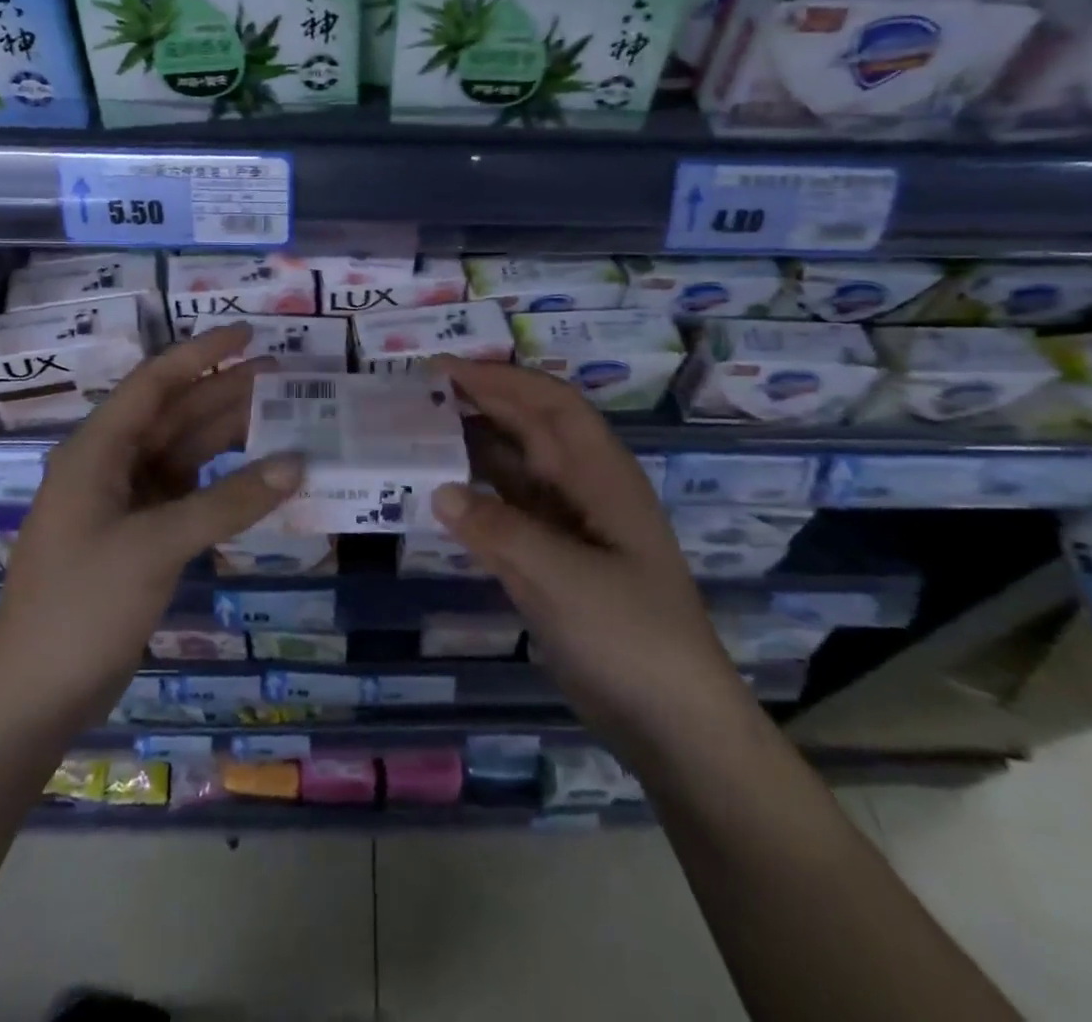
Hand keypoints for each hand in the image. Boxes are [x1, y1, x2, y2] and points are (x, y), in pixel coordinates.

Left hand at [0, 324, 302, 734]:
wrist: (34, 693)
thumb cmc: (82, 605)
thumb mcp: (156, 546)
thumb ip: (228, 501)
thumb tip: (296, 463)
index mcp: (98, 451)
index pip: (155, 383)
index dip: (201, 354)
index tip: (249, 334)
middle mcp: (112, 467)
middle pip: (176, 415)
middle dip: (227, 393)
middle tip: (286, 378)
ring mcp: (126, 504)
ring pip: (186, 454)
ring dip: (230, 437)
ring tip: (285, 420)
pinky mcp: (141, 538)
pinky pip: (191, 494)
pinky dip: (225, 484)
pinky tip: (260, 479)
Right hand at [431, 356, 749, 765]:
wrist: (670, 721)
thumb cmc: (630, 637)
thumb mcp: (565, 580)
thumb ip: (500, 531)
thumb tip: (439, 490)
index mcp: (601, 475)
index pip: (549, 405)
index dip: (500, 379)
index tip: (444, 369)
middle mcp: (584, 488)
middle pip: (530, 427)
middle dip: (482, 401)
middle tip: (420, 391)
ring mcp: (568, 525)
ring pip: (516, 467)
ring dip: (475, 445)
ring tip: (421, 431)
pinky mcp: (552, 559)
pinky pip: (508, 511)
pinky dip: (476, 496)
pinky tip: (442, 493)